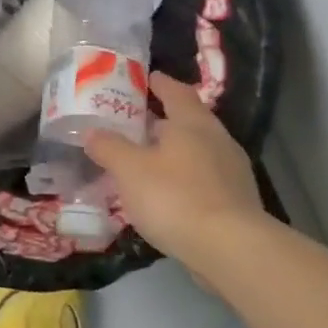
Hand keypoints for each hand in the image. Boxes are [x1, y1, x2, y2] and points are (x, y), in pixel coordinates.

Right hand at [87, 72, 266, 266]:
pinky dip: (184, 178)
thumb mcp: (129, 170)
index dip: (160, 83)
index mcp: (192, 123)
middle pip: (189, 121)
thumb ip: (109, 147)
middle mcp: (217, 140)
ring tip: (147, 159)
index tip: (146, 78)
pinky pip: (204, 178)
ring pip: (198, 151)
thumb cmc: (175, 197)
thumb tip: (91, 131)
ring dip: (174, 151)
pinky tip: (167, 193)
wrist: (230, 249)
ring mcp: (232, 171)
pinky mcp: (236, 202)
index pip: (176, 92)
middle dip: (164, 119)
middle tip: (135, 122)